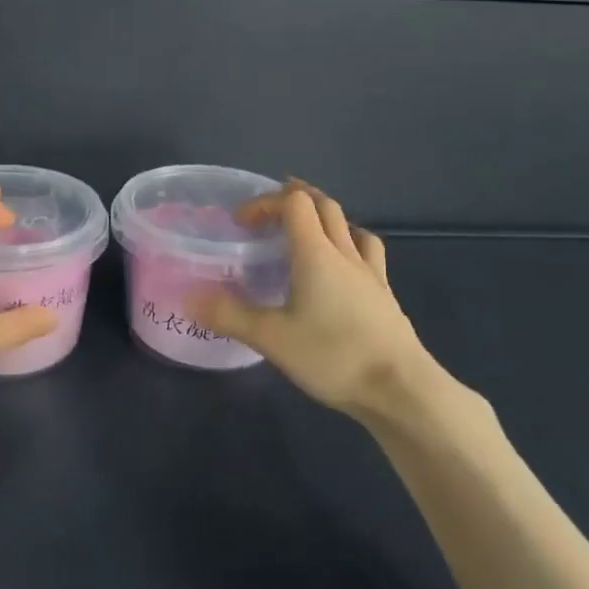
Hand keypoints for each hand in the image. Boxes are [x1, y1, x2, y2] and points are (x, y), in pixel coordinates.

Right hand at [189, 180, 455, 423]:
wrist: (400, 389)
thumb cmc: (333, 356)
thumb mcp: (272, 338)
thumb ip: (229, 315)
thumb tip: (188, 297)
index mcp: (315, 253)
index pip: (294, 203)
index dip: (266, 202)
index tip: (242, 222)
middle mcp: (345, 253)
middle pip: (324, 206)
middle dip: (295, 199)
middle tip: (269, 214)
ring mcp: (370, 273)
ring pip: (350, 226)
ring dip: (326, 218)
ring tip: (307, 233)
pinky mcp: (385, 295)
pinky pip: (368, 253)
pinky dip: (350, 245)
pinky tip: (343, 268)